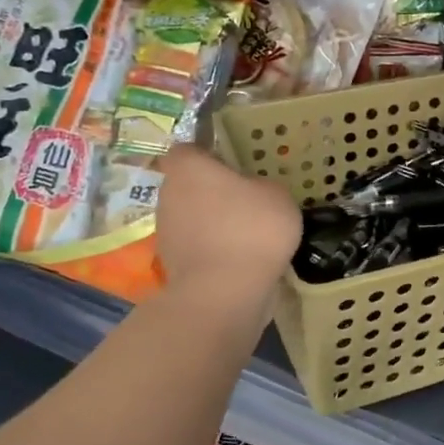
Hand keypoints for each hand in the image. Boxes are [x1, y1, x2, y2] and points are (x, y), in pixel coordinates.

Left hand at [155, 145, 301, 305]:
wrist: (224, 294)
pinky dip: (212, 251)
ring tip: (245, 236)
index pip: (187, 150)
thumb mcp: (277, 196)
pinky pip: (196, 247)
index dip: (206, 155)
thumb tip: (253, 192)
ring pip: (190, 217)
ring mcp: (166, 232)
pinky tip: (239, 261)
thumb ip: (262, 186)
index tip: (230, 166)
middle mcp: (169, 195)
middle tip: (245, 201)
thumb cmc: (251, 230)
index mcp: (189, 169)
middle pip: (188, 185)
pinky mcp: (171, 264)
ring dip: (211, 223)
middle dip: (211, 192)